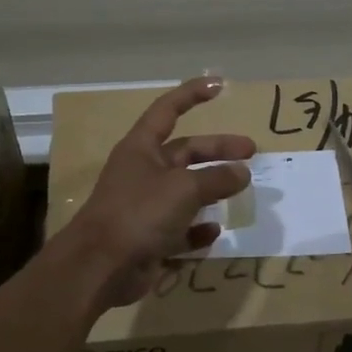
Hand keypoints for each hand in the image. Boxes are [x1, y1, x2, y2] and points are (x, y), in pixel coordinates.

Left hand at [65, 77, 256, 308]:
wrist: (100, 266)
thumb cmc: (139, 213)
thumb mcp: (184, 189)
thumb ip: (216, 179)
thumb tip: (242, 172)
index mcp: (142, 148)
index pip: (169, 110)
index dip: (192, 94)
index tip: (219, 85)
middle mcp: (143, 172)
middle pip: (186, 153)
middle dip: (218, 151)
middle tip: (251, 153)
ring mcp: (146, 206)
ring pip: (186, 192)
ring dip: (212, 191)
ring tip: (240, 191)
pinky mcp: (150, 238)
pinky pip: (180, 229)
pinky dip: (198, 229)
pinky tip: (215, 231)